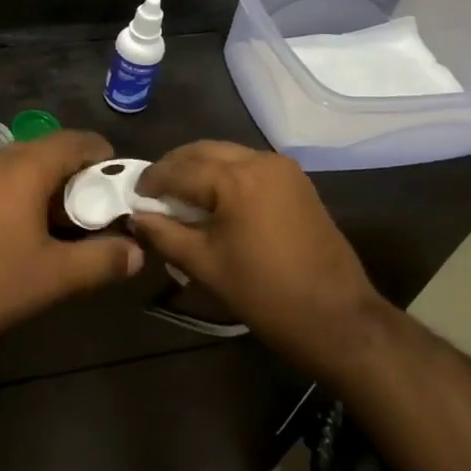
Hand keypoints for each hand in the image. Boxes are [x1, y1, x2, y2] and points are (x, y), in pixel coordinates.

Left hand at [0, 130, 143, 365]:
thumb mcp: (53, 277)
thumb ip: (101, 260)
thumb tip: (137, 252)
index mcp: (23, 166)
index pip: (76, 141)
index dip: (104, 158)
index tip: (121, 187)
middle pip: (49, 152)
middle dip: (78, 178)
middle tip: (97, 214)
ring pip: (22, 168)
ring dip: (48, 189)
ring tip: (65, 228)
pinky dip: (21, 197)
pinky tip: (24, 235)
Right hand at [131, 142, 383, 366]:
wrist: (339, 319)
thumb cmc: (265, 294)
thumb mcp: (205, 265)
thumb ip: (164, 235)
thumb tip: (136, 217)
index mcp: (235, 178)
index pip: (179, 169)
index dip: (151, 182)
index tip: (132, 196)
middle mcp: (259, 160)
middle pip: (203, 151)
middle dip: (174, 168)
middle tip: (152, 192)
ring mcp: (282, 168)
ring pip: (226, 154)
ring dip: (199, 168)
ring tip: (178, 196)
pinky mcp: (296, 181)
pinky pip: (248, 165)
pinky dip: (224, 174)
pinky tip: (212, 199)